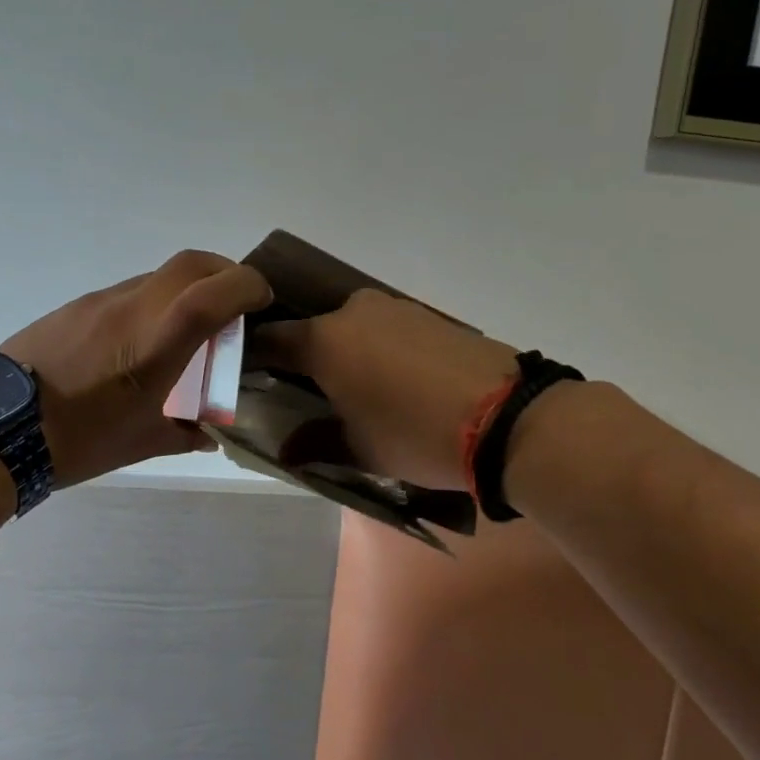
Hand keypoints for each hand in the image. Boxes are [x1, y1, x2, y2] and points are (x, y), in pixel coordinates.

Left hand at [2, 250, 272, 487]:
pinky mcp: (77, 305)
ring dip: (187, 289)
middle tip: (237, 303)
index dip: (247, 285)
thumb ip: (186, 433)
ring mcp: (101, 301)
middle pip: (191, 263)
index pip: (212, 293)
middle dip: (225, 272)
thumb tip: (210, 432)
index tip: (263, 299)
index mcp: (154, 344)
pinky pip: (129, 291)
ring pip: (159, 275)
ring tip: (189, 329)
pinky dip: (153, 302)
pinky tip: (142, 341)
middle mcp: (132, 308)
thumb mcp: (142, 443)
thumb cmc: (79, 440)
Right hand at [248, 289, 517, 490]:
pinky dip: (379, 348)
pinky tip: (397, 380)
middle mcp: (352, 312)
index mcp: (323, 340)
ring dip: (346, 351)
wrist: (508, 417)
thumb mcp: (360, 449)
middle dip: (306, 357)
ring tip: (359, 390)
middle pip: (313, 329)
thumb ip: (316, 443)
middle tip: (310, 391)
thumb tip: (287, 451)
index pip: (270, 339)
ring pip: (352, 327)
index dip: (254, 357)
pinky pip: (386, 328)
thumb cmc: (415, 434)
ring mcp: (394, 308)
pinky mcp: (428, 314)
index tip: (251, 378)